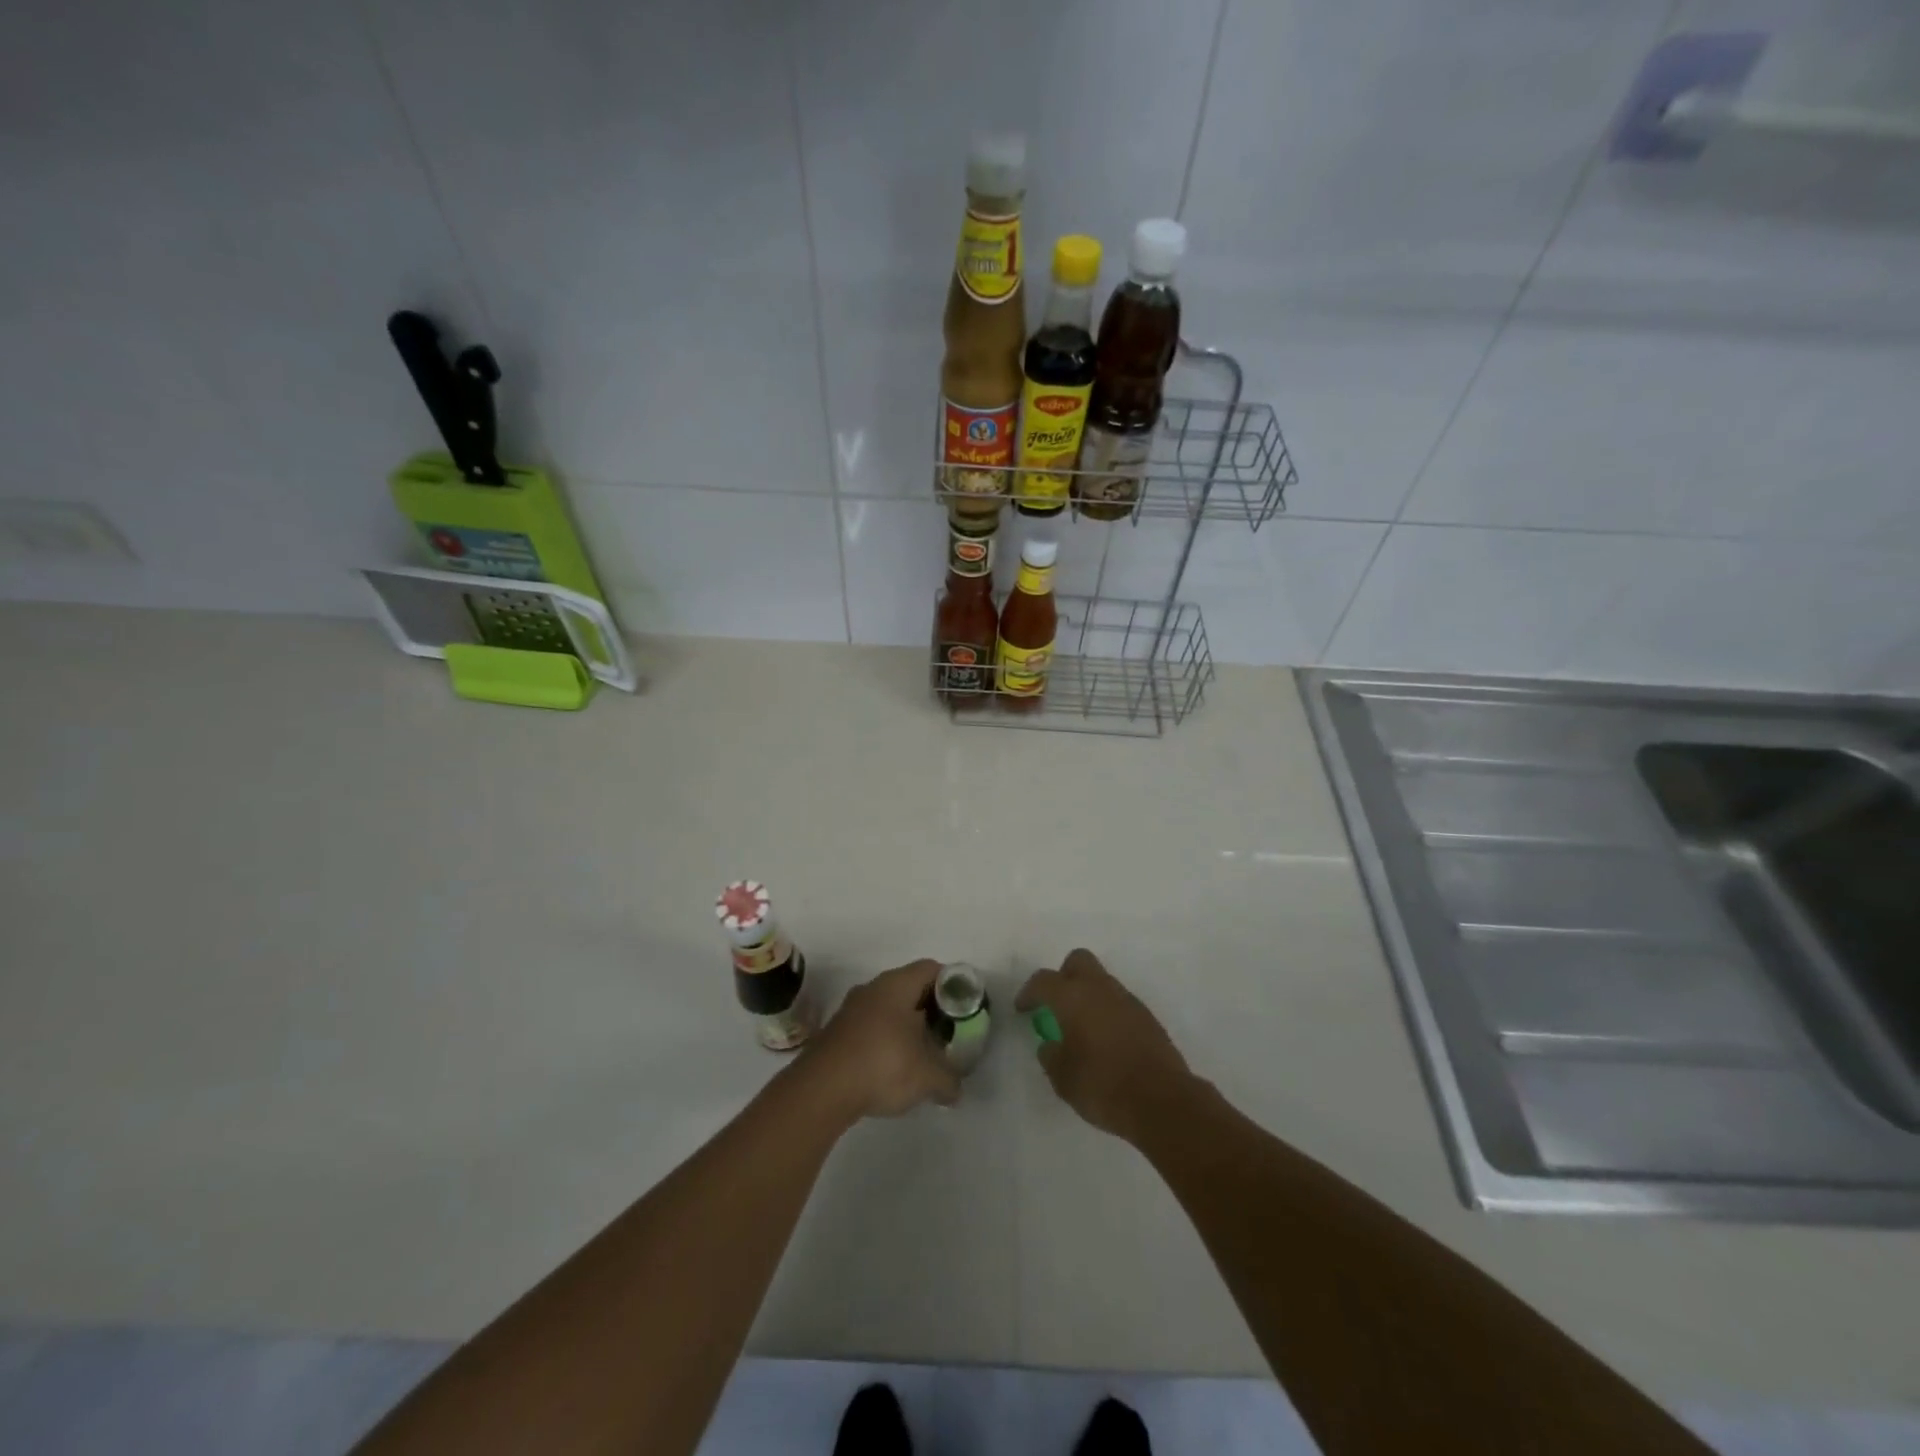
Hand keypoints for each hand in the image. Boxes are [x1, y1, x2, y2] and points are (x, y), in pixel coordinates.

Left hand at [799, 960, 960, 1122]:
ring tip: (921, 1053)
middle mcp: (873, 988)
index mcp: (897, 985)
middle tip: (946, 1032)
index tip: (963, 1009)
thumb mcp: (927, 1077)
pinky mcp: (837, 1031)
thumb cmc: (882, 1066)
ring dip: (906, 1026)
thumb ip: (949, 1080)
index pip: (931, 969)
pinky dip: (885, 1040)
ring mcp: (851, 1009)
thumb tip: (956, 1090)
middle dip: (930, 1008)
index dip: (951, 985)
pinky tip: (892, 1067)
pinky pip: (870, 1026)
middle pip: (910, 987)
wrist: (821, 1089)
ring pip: (888, 1008)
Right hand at [1015, 948, 1194, 1141]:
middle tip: (1056, 1004)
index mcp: (1073, 997)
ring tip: (1081, 1027)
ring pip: (1102, 981)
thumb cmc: (1102, 1086)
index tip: (1023, 1009)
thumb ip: (1051, 1055)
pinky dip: (1108, 1012)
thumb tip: (1051, 1045)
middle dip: (1063, 976)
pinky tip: (1106, 1041)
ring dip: (1088, 995)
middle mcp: (1100, 989)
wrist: (1161, 1101)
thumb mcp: (1063, 1078)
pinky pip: (1119, 1003)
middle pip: (1078, 961)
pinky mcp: (1147, 1017)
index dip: (1029, 992)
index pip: (1043, 980)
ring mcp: (1127, 1000)